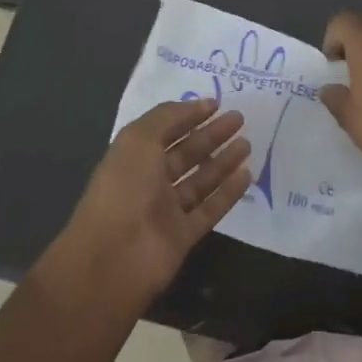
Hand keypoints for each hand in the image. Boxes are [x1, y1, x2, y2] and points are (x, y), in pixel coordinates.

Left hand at [56, 99, 251, 305]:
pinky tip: (247, 174)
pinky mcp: (183, 236)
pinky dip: (228, 192)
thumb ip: (168, 117)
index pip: (164, 130)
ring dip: (223, 161)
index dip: (188, 116)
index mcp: (133, 156)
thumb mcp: (139, 139)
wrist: (114, 257)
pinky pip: (210, 209)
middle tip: (239, 119)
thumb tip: (198, 104)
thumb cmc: (124, 188)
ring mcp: (166, 210)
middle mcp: (149, 181)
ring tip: (247, 143)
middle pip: (186, 153)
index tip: (217, 104)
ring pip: (200, 180)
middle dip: (211, 135)